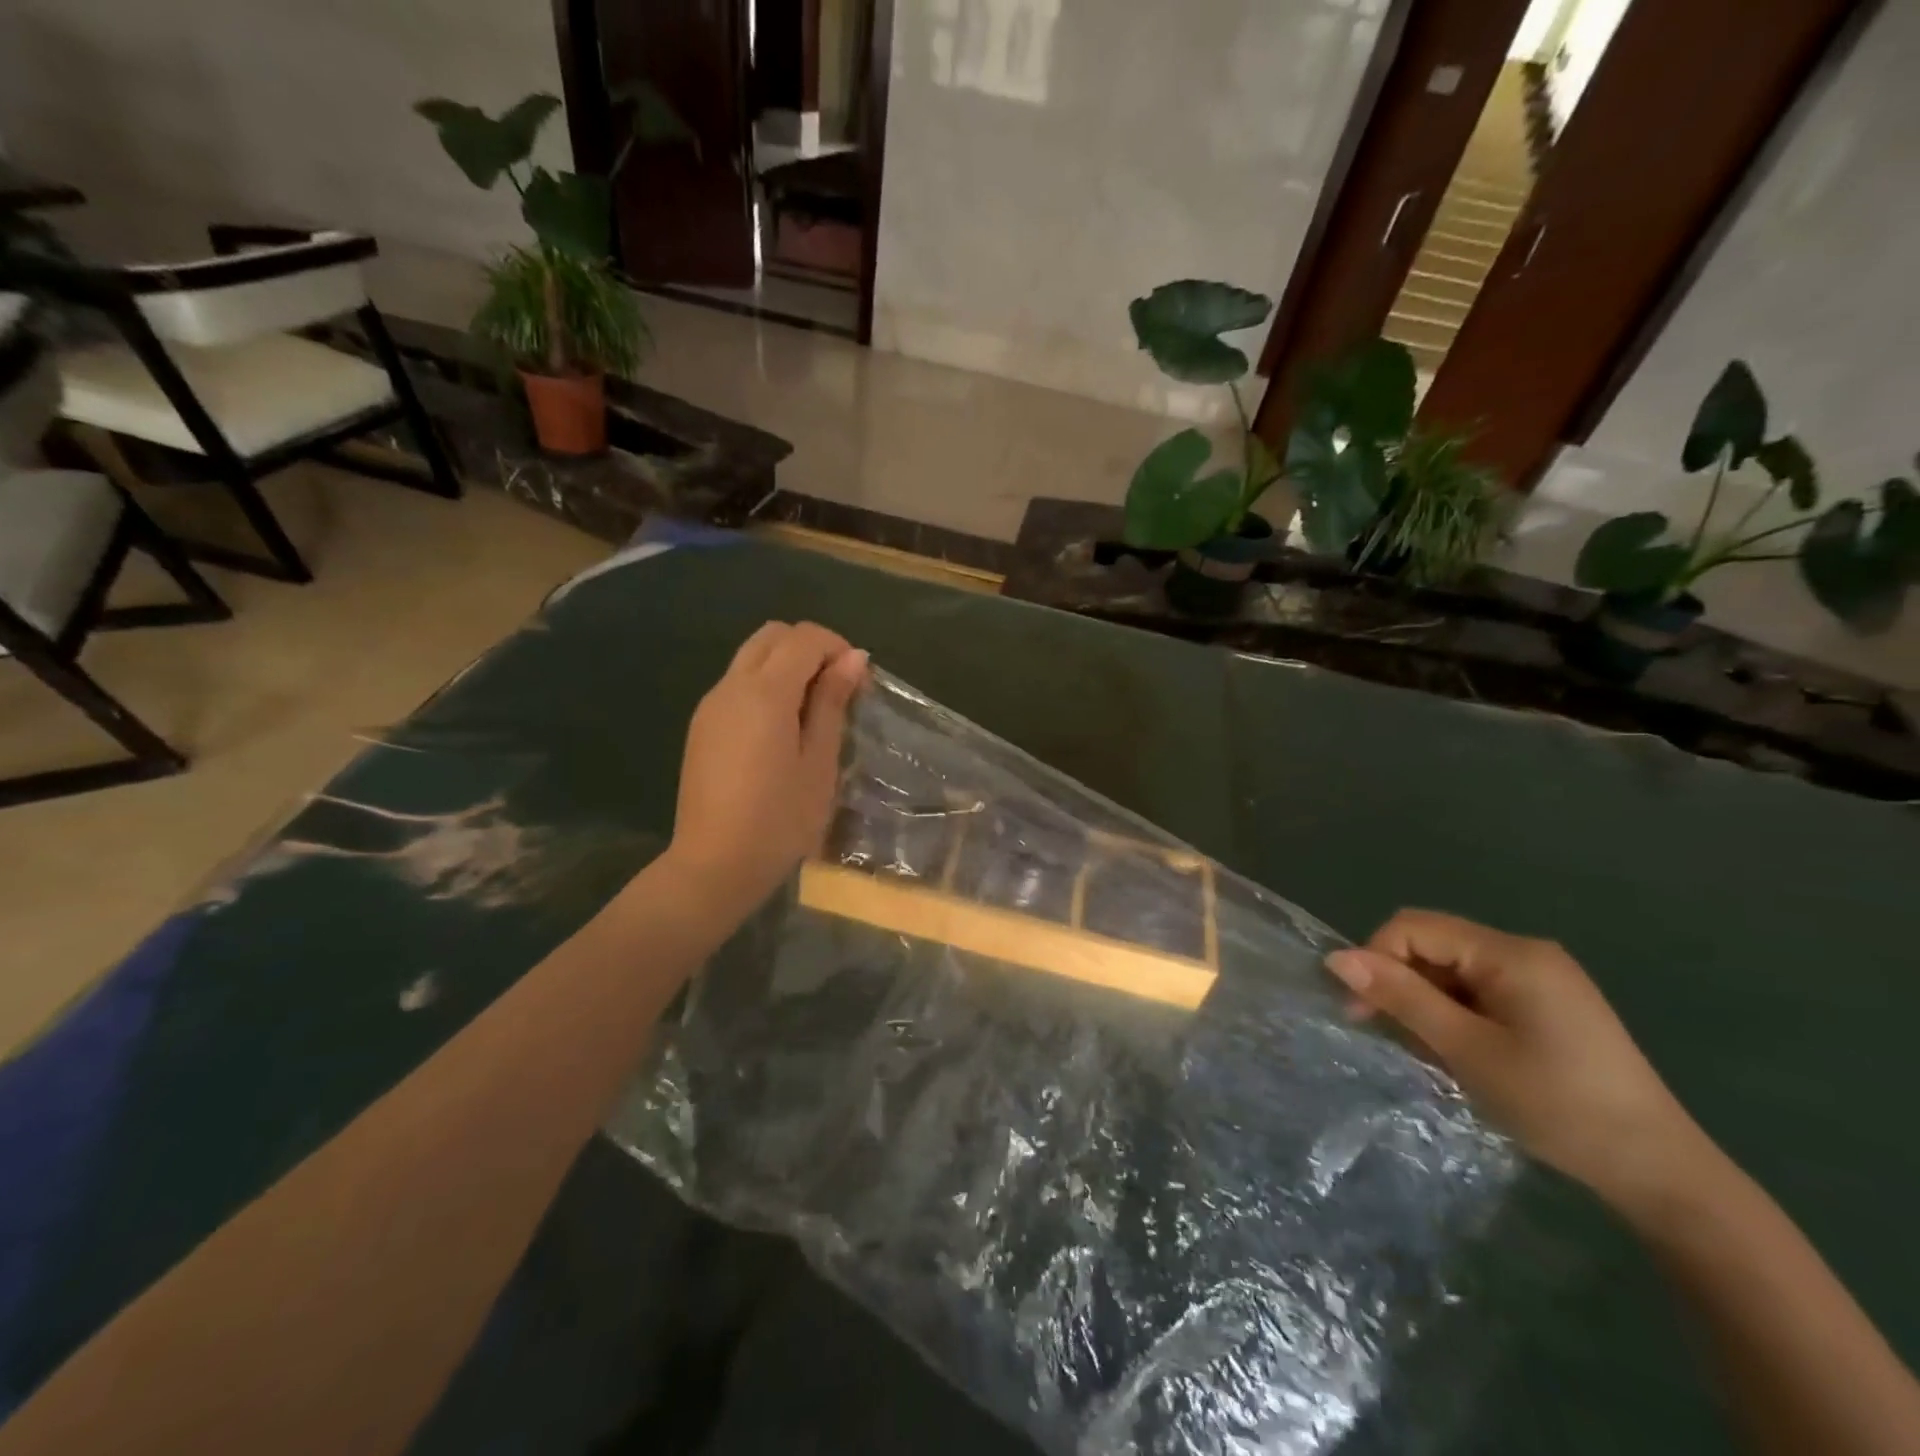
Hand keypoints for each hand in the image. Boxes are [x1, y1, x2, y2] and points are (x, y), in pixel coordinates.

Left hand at [664, 621, 867, 914]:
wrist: (714, 865)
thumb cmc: (780, 819)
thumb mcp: (819, 762)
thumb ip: (832, 703)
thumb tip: (853, 658)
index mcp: (764, 693)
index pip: (803, 638)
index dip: (837, 647)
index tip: (859, 682)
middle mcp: (731, 686)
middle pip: (772, 636)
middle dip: (809, 648)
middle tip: (837, 689)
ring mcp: (710, 705)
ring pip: (751, 657)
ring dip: (786, 666)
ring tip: (813, 711)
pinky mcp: (701, 726)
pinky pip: (737, 685)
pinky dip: (765, 686)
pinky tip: (781, 730)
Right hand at [1326, 910, 1707, 1217]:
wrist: (1662, 1174)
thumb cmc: (1558, 1106)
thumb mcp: (1467, 1050)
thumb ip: (1401, 997)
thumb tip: (1336, 958)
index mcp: (1511, 953)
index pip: (1414, 927)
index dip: (1376, 958)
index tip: (1360, 1012)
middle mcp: (1526, 952)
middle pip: (1433, 945)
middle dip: (1400, 983)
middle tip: (1389, 1035)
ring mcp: (1542, 978)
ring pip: (1453, 970)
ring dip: (1426, 1002)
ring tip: (1429, 1053)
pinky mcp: (1548, 1004)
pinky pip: (1479, 990)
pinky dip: (1455, 1013)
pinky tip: (1460, 1052)